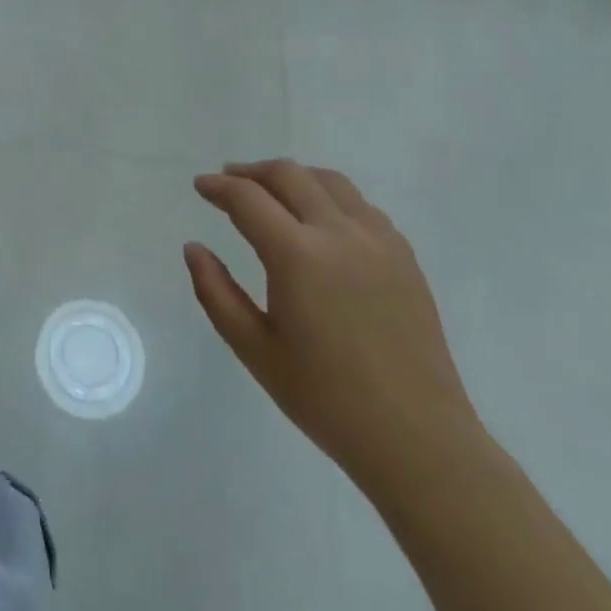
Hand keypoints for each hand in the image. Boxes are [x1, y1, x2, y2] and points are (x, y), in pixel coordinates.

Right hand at [186, 160, 479, 484]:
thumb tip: (193, 248)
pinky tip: (319, 219)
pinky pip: (360, 205)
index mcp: (298, 256)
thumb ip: (216, 292)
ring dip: (292, 177)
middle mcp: (339, 233)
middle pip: (289, 175)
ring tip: (271, 191)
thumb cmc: (326, 399)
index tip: (200, 186)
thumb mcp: (255, 349)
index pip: (248, 199)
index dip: (219, 187)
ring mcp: (378, 240)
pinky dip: (329, 196)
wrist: (416, 437)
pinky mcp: (404, 255)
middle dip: (252, 172)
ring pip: (328, 181)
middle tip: (228, 182)